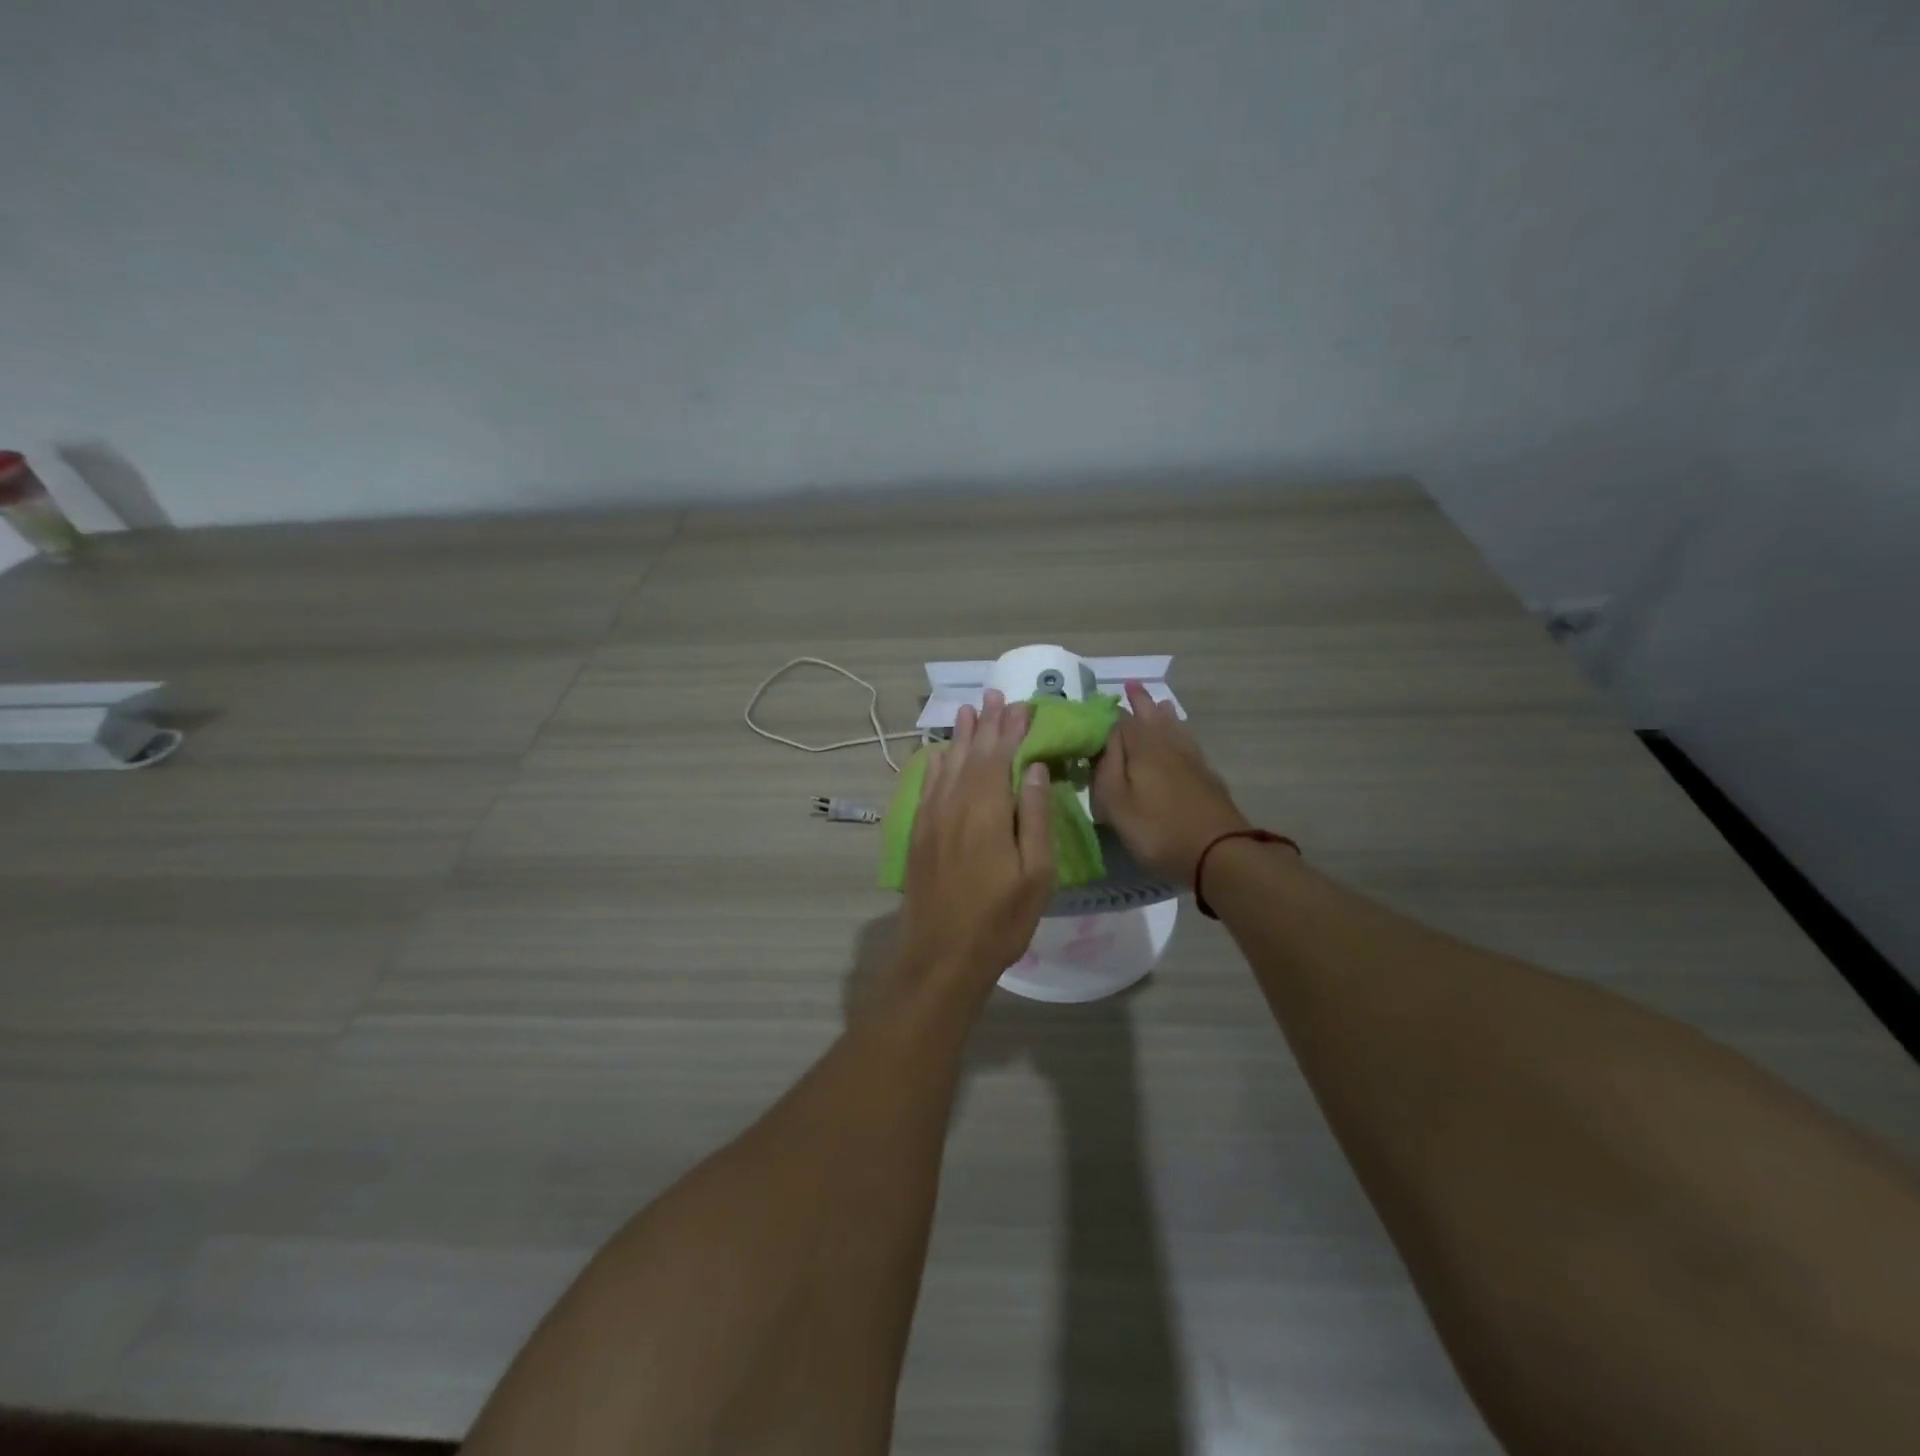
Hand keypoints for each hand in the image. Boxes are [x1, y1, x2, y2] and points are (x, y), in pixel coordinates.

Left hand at [897, 688, 1054, 999]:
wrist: (941, 955)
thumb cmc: (1000, 919)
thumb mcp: (1036, 873)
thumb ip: (1035, 816)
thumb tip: (1035, 768)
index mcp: (987, 811)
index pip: (1000, 757)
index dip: (1012, 729)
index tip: (1022, 706)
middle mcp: (955, 804)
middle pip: (973, 754)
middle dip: (986, 723)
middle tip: (994, 694)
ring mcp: (931, 818)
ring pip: (947, 765)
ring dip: (960, 736)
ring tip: (969, 710)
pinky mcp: (918, 833)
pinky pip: (927, 786)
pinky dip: (936, 764)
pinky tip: (940, 753)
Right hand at [1093, 681, 1255, 884]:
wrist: (1220, 853)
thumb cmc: (1158, 830)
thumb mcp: (1116, 803)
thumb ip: (1105, 768)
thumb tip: (1103, 737)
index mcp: (1142, 747)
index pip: (1120, 720)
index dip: (1107, 713)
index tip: (1096, 706)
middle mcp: (1168, 745)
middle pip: (1152, 717)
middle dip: (1140, 702)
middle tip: (1131, 685)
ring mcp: (1192, 760)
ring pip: (1175, 728)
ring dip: (1164, 714)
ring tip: (1160, 704)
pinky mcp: (1208, 777)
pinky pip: (1189, 743)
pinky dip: (1180, 734)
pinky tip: (1182, 741)